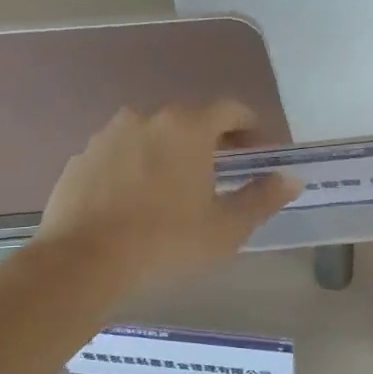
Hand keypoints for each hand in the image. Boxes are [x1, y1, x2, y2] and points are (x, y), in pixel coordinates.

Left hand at [38, 101, 299, 292]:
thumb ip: (262, 198)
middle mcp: (146, 118)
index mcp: (187, 127)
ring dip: (172, 154)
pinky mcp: (81, 159)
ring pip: (152, 136)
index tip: (262, 154)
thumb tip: (291, 179)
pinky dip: (136, 168)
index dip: (253, 128)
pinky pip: (121, 155)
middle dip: (212, 141)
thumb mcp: (226, 228)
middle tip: (224, 174)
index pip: (231, 109)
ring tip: (178, 190)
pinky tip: (137, 203)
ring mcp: (108, 136)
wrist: (81, 264)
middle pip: (190, 120)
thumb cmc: (166, 243)